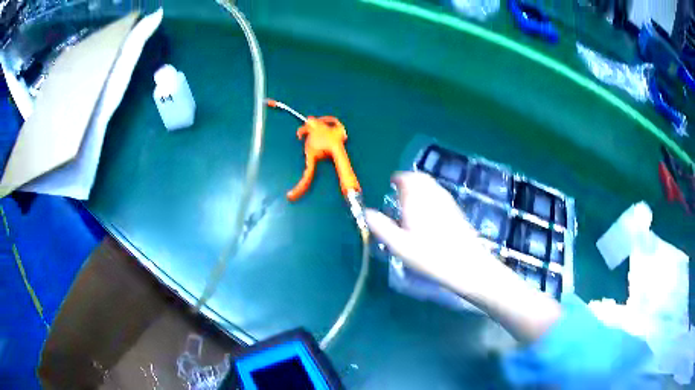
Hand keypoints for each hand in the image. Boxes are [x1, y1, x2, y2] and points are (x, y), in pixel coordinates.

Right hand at [366, 172, 561, 341]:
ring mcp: (448, 202)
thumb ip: (381, 227)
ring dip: (420, 187)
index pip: (406, 178)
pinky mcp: (457, 211)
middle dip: (409, 181)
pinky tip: (428, 213)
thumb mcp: (400, 246)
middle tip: (399, 192)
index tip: (391, 185)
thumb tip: (366, 212)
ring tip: (411, 202)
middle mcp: (434, 195)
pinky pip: (440, 195)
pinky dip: (430, 196)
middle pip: (420, 178)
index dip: (397, 179)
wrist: (468, 267)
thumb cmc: (431, 257)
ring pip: (432, 186)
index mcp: (417, 199)